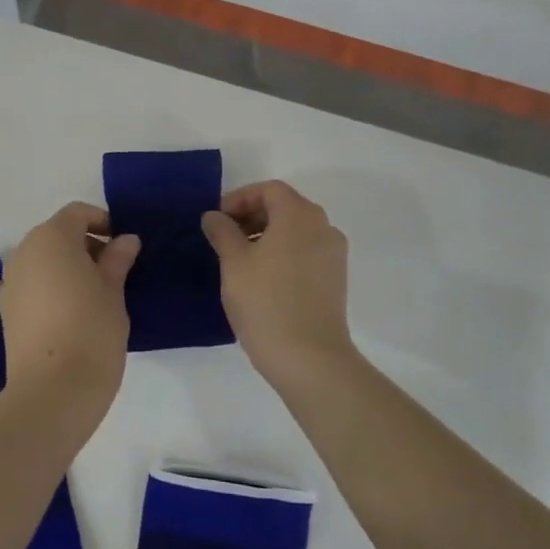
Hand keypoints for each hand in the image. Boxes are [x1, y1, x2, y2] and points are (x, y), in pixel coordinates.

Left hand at [0, 203, 140, 409]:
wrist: (52, 390)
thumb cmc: (91, 330)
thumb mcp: (114, 290)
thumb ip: (118, 259)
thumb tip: (125, 240)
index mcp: (52, 237)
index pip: (77, 213)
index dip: (102, 221)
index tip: (123, 246)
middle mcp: (24, 251)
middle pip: (57, 234)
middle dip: (84, 244)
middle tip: (113, 271)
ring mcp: (10, 280)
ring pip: (42, 259)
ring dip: (65, 266)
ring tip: (92, 294)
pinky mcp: (5, 309)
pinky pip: (30, 284)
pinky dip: (48, 287)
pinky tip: (65, 309)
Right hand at [203, 180, 357, 387]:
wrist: (309, 359)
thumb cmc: (266, 302)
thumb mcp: (234, 263)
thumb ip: (222, 231)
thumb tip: (214, 216)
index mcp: (300, 215)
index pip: (269, 190)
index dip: (239, 198)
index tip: (217, 220)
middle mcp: (323, 227)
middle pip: (285, 207)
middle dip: (252, 216)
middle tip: (224, 238)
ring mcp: (333, 255)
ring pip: (296, 231)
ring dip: (266, 235)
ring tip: (239, 260)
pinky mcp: (335, 280)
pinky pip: (305, 252)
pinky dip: (283, 253)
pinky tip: (261, 278)